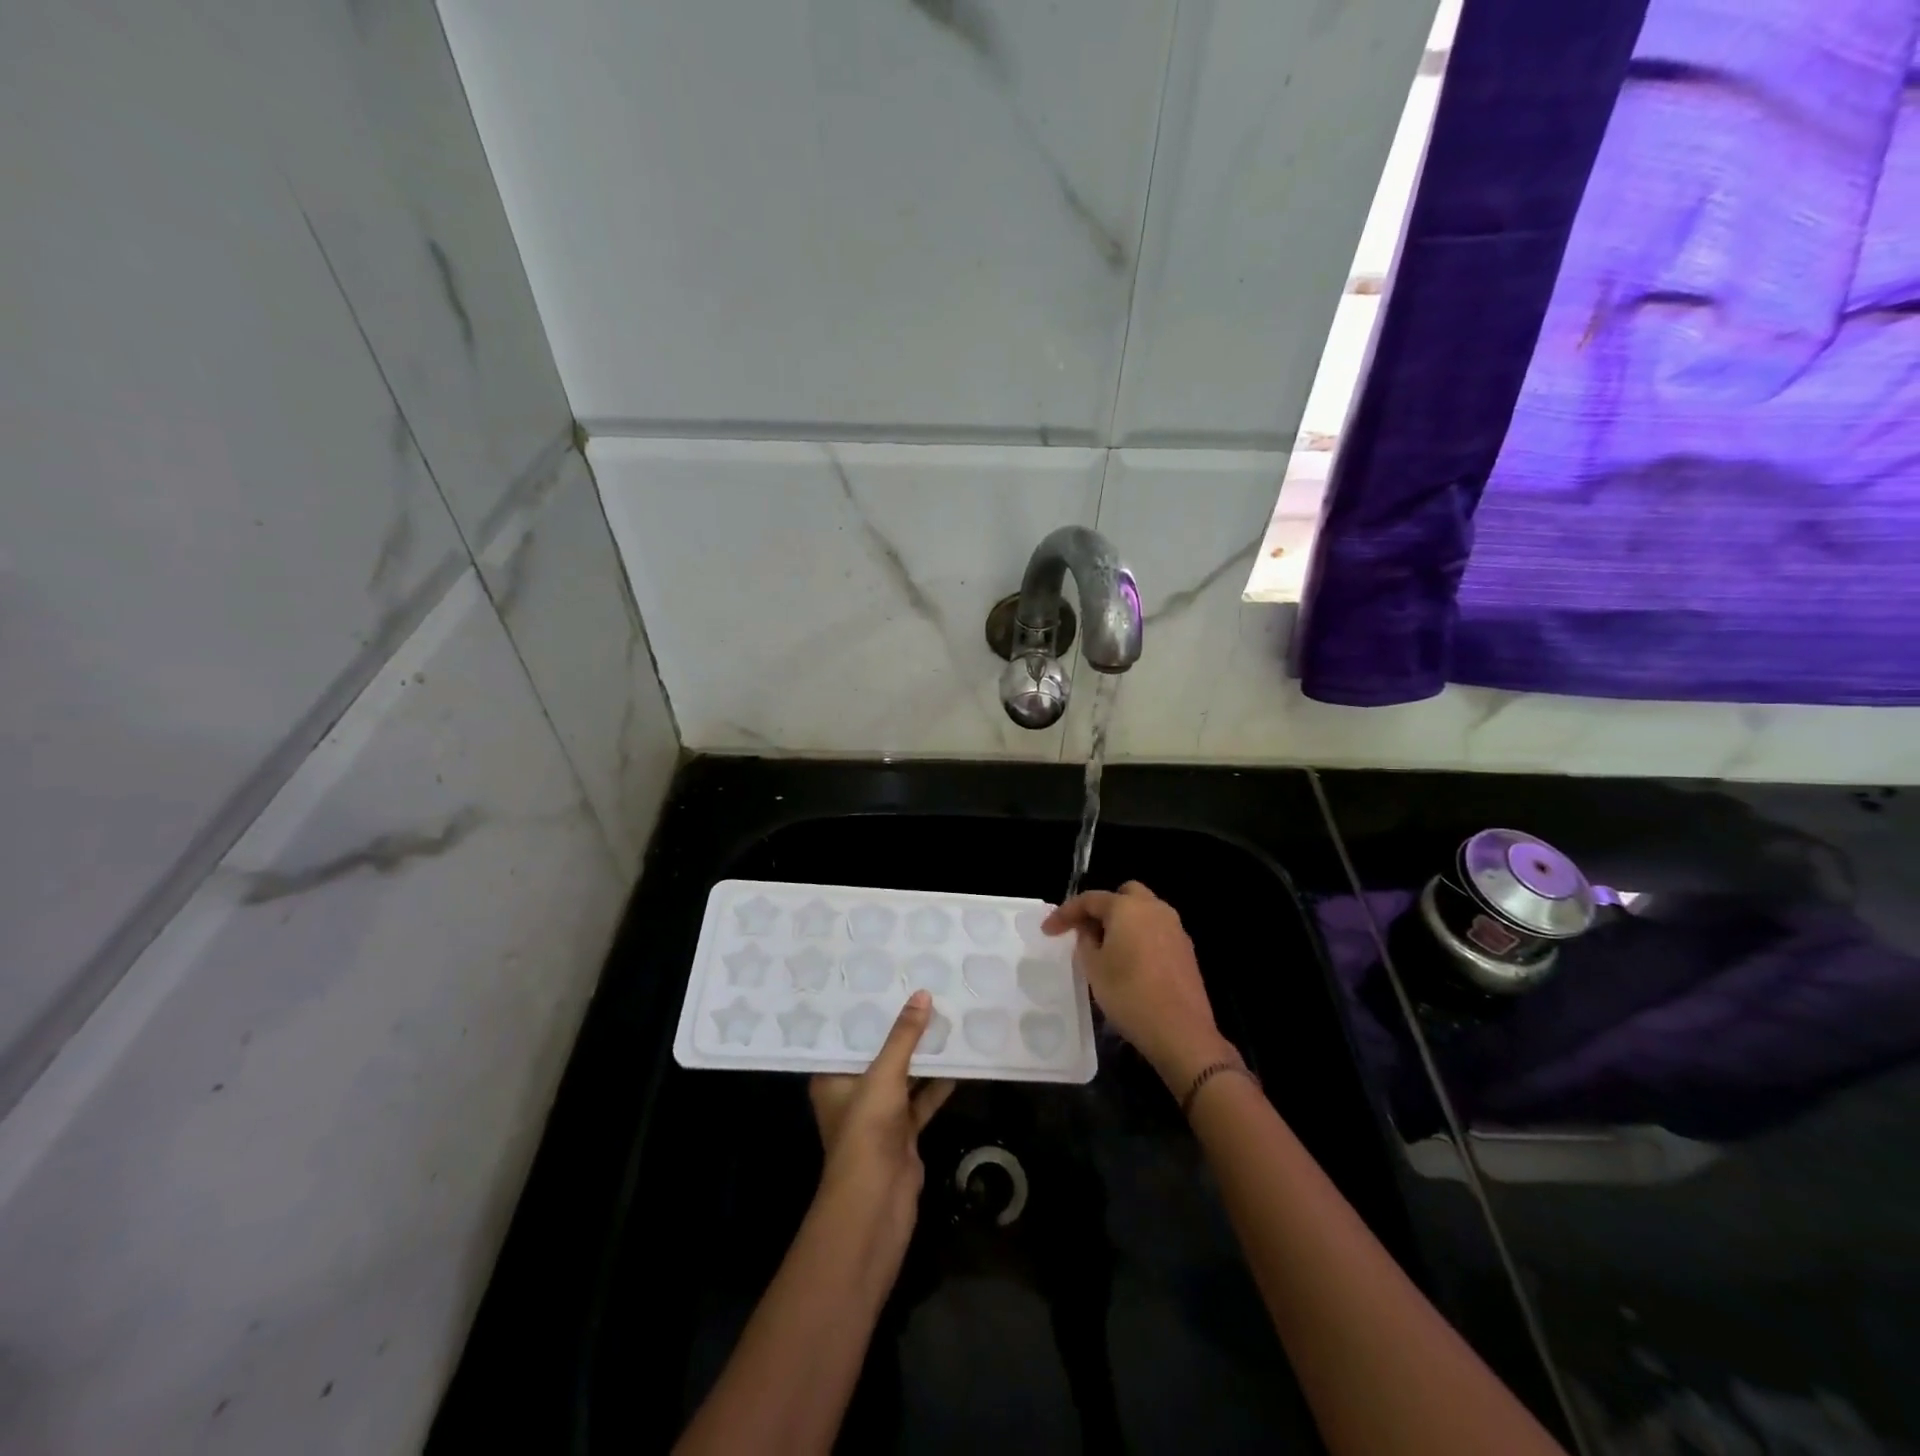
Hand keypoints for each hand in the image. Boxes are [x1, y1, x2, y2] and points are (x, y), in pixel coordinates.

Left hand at [809, 990, 955, 1238]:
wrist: (877, 1201)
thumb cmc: (866, 1130)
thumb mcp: (884, 1074)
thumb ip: (904, 1036)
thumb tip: (922, 994)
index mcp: (832, 1077)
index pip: (847, 1036)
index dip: (866, 1011)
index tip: (885, 981)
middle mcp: (852, 1093)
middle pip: (878, 1054)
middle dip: (900, 1030)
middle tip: (921, 992)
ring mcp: (878, 1115)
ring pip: (903, 1076)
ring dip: (922, 1055)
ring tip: (945, 1017)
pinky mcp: (902, 1132)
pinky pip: (921, 1099)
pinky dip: (937, 1083)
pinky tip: (958, 1060)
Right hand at [1043, 881, 1235, 1091]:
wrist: (1181, 1032)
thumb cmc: (1129, 994)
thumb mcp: (1094, 968)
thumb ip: (1085, 941)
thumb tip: (1089, 930)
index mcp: (1127, 907)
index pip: (1089, 899)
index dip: (1065, 913)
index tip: (1047, 931)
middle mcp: (1154, 909)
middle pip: (1123, 895)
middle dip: (1102, 909)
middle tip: (1087, 932)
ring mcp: (1175, 928)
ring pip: (1143, 912)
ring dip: (1123, 922)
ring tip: (1107, 949)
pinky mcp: (1186, 950)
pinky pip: (1156, 931)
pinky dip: (1140, 937)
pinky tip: (1132, 963)